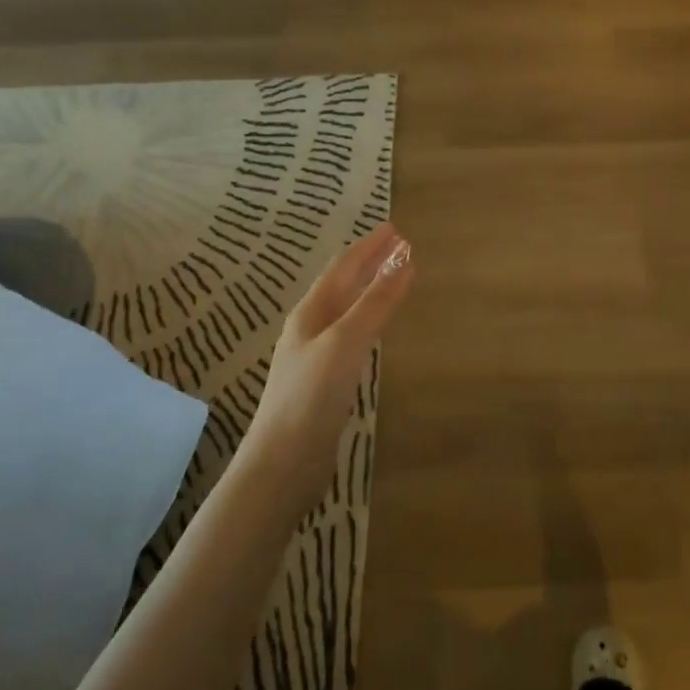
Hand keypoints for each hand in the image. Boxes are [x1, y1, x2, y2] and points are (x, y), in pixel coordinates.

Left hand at [244, 223, 413, 507]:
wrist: (284, 460)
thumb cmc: (312, 395)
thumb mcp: (346, 341)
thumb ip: (375, 302)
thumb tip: (404, 259)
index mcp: (310, 313)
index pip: (342, 268)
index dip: (369, 247)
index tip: (395, 229)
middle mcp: (309, 329)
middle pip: (342, 287)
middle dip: (369, 264)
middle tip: (399, 247)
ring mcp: (315, 357)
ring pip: (345, 312)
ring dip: (368, 292)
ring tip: (390, 280)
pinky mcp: (324, 383)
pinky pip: (350, 338)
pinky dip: (367, 322)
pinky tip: (374, 332)